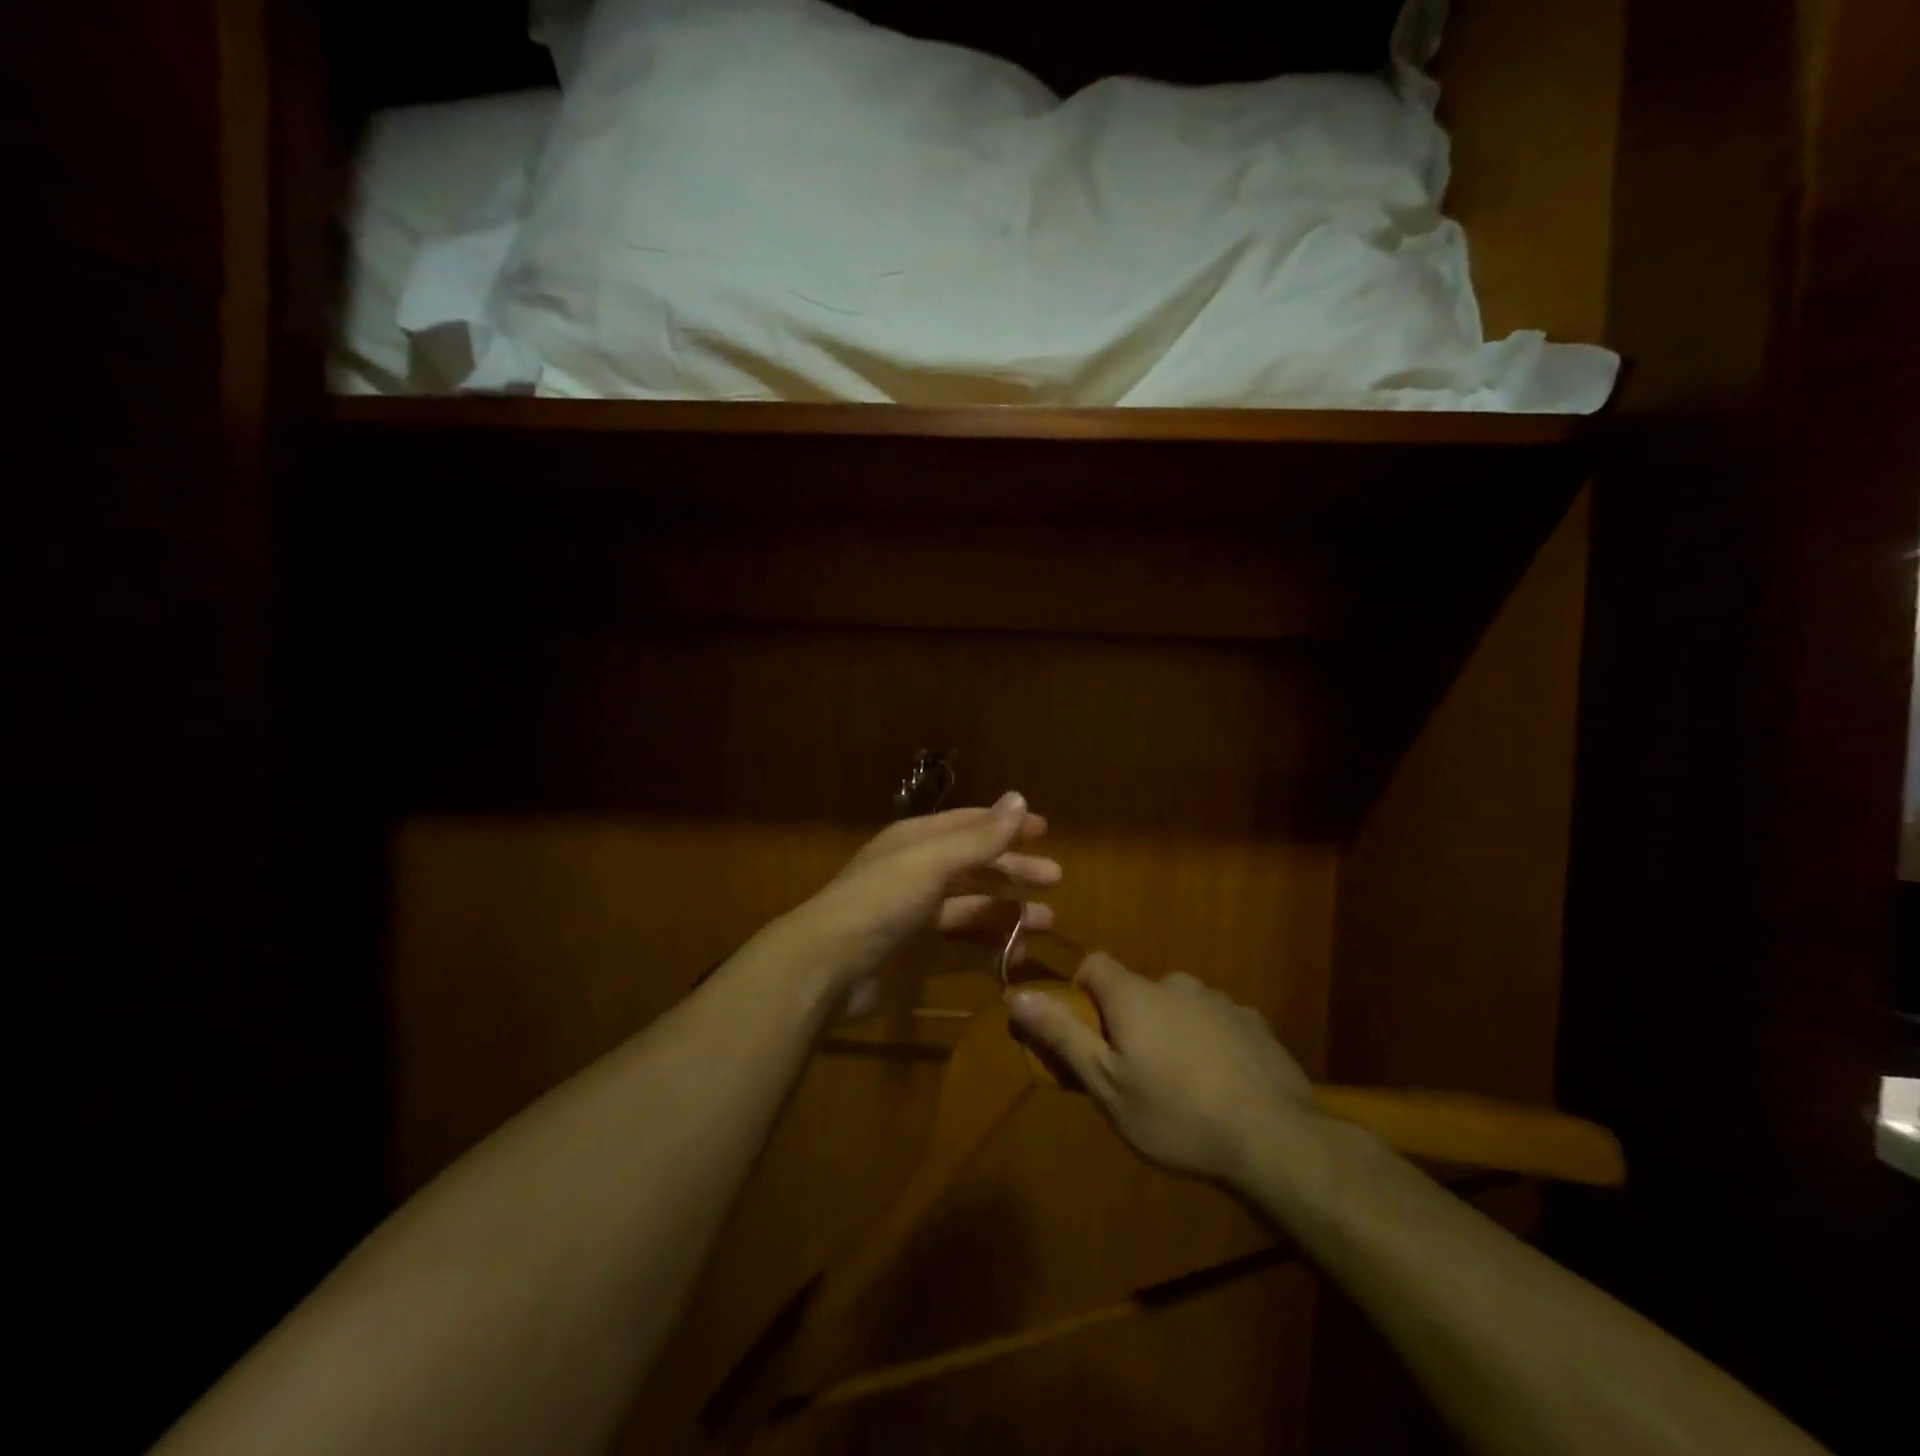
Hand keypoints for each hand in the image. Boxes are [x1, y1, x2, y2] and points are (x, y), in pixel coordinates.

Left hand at [788, 791, 1060, 1016]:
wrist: (829, 967)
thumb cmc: (882, 901)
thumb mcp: (933, 861)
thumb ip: (980, 837)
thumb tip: (1020, 799)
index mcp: (918, 843)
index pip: (970, 826)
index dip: (1006, 826)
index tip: (1044, 831)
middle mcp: (920, 876)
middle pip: (977, 868)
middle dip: (1014, 872)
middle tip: (1054, 879)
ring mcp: (920, 919)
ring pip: (974, 912)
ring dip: (1008, 915)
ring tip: (1045, 922)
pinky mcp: (920, 959)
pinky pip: (964, 952)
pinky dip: (990, 953)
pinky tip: (1016, 958)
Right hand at [1008, 953, 1314, 1188]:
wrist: (1273, 1138)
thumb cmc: (1175, 1114)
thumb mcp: (1106, 1084)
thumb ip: (1062, 1036)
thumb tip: (1017, 996)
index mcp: (1135, 994)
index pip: (1096, 964)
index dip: (1083, 990)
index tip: (1087, 1030)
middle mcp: (1176, 984)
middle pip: (1138, 989)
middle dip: (1130, 1019)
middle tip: (1135, 1071)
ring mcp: (1220, 1001)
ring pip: (1180, 1006)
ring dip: (1172, 1030)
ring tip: (1182, 1084)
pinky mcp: (1254, 1024)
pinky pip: (1217, 1022)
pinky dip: (1209, 1042)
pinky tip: (1221, 1084)